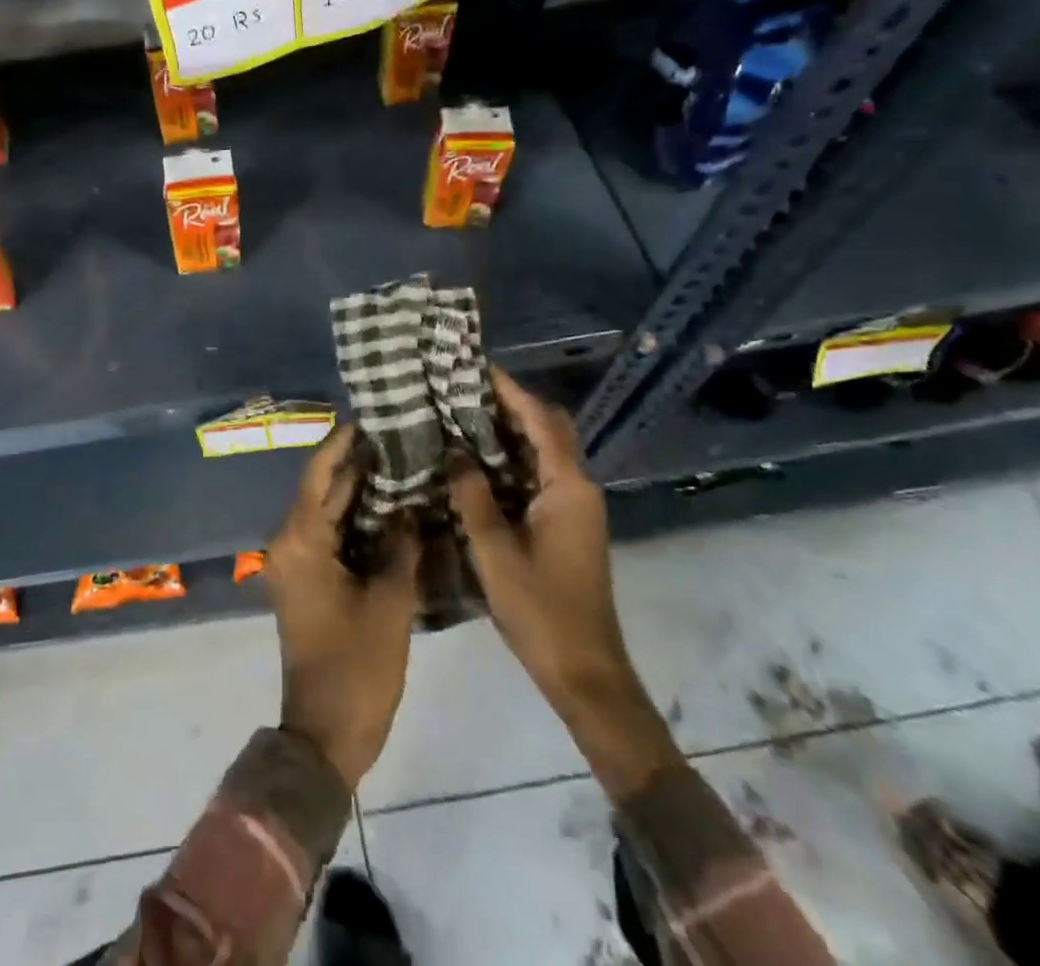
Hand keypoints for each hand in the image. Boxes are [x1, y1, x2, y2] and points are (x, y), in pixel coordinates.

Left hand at [265, 423, 420, 789]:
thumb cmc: (357, 666)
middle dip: (357, 465)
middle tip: (397, 438)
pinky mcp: (307, 581)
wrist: (326, 733)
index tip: (370, 419)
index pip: (319, 474)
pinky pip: (330, 536)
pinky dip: (356, 521)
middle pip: (322, 490)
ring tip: (400, 464)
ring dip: (359, 492)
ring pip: (328, 513)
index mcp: (300, 540)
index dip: (342, 444)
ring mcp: (296, 564)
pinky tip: (391, 510)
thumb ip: (401, 546)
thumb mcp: (389, 602)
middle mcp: (290, 543)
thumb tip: (411, 507)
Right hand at [449, 367, 680, 799]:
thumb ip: (472, 496)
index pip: (541, 421)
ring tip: (462, 417)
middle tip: (463, 392)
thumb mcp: (495, 551)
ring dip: (509, 432)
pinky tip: (476, 463)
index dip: (511, 391)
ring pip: (543, 453)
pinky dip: (511, 460)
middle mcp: (577, 489)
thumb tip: (455, 452)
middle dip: (511, 406)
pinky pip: (538, 476)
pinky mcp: (565, 525)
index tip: (477, 367)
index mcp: (568, 488)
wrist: (584, 671)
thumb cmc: (540, 609)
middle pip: (549, 430)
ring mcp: (574, 508)